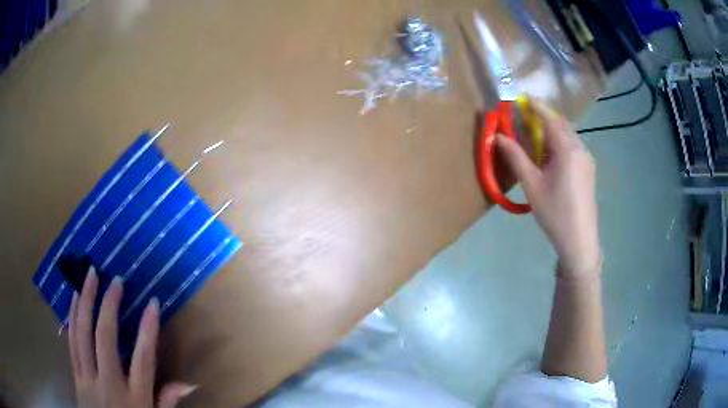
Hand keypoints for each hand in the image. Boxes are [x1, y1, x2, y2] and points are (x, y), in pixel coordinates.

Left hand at [68, 267, 195, 407]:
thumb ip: (168, 402)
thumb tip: (190, 383)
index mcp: (134, 398)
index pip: (143, 360)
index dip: (148, 330)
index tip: (153, 303)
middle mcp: (109, 384)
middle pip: (105, 339)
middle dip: (109, 306)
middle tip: (115, 280)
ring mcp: (88, 378)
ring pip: (83, 334)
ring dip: (86, 302)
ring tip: (90, 276)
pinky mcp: (76, 376)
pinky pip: (72, 342)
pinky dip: (72, 317)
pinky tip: (74, 298)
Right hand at [497, 100, 600, 277]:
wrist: (579, 239)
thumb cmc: (554, 212)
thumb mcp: (532, 185)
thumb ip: (516, 157)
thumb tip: (498, 136)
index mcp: (567, 149)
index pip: (550, 118)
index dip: (535, 106)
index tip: (521, 97)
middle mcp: (580, 148)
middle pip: (561, 124)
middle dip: (543, 117)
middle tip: (525, 119)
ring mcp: (586, 159)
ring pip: (567, 136)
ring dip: (551, 131)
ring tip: (534, 138)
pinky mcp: (588, 169)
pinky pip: (572, 147)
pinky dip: (559, 143)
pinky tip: (549, 157)